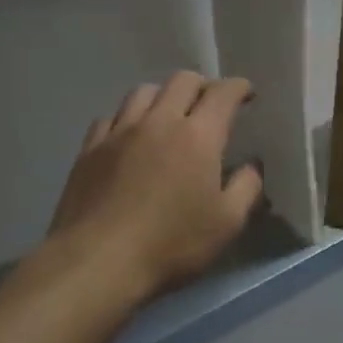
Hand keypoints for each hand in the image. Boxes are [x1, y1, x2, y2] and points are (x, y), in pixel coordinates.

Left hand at [44, 71, 263, 304]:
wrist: (96, 262)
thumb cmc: (170, 244)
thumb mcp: (226, 224)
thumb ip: (246, 188)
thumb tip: (252, 167)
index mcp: (198, 135)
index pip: (223, 93)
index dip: (239, 87)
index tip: (247, 93)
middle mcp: (159, 121)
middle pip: (182, 80)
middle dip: (202, 85)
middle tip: (210, 104)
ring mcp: (120, 132)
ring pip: (143, 91)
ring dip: (163, 96)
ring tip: (168, 114)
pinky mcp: (90, 148)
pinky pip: (111, 117)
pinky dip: (127, 118)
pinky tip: (129, 136)